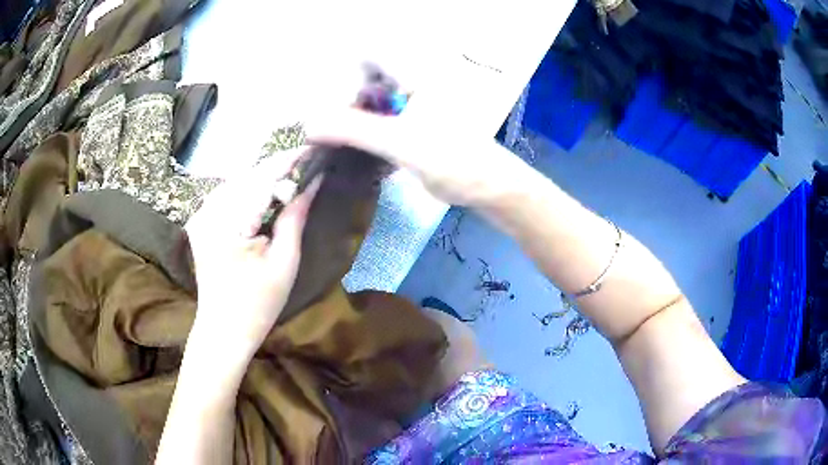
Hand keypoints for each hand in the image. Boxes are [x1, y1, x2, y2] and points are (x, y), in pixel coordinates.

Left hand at [184, 150, 320, 363]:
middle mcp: (209, 211)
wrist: (223, 330)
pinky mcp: (199, 221)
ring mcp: (200, 215)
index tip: (314, 150)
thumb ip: (294, 217)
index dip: (289, 160)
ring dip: (262, 176)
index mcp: (229, 223)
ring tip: (289, 179)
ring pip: (236, 180)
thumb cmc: (258, 304)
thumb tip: (312, 181)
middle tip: (307, 166)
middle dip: (277, 167)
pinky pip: (226, 193)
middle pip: (248, 174)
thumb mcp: (284, 262)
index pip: (263, 177)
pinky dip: (247, 189)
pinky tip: (263, 195)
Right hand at [303, 59, 525, 206]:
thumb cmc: (454, 159)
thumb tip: (308, 124)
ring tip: (332, 142)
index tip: (326, 104)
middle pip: (365, 80)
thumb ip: (353, 130)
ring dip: (352, 122)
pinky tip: (354, 153)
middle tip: (324, 129)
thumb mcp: (400, 142)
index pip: (368, 56)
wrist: (488, 188)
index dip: (343, 74)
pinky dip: (365, 135)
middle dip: (342, 102)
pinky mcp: (413, 125)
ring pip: (370, 103)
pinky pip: (380, 122)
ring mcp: (413, 105)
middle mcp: (413, 83)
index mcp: (415, 74)